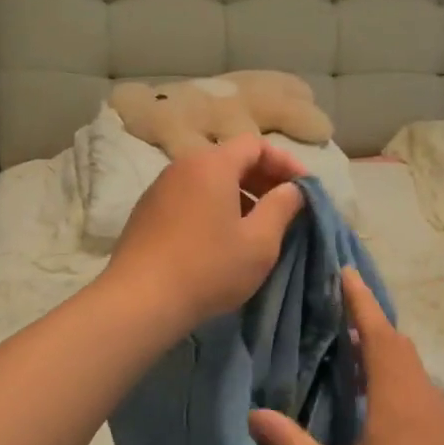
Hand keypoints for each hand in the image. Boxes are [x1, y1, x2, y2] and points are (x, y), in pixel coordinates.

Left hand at [101, 134, 306, 335]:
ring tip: (256, 226)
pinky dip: (213, 207)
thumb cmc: (208, 267)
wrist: (140, 299)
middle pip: (231, 159)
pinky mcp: (147, 211)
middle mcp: (183, 166)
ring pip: (209, 179)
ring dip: (238, 195)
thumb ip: (282, 207)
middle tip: (285, 207)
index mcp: (212, 164)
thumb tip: (292, 189)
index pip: (256, 145)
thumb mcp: (259, 242)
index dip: (285, 163)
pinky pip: (189, 197)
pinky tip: (221, 239)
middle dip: (263, 179)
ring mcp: (160, 188)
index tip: (303, 189)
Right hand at [249, 269, 443, 444]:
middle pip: (398, 345)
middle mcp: (426, 398)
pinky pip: (425, 396)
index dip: (360, 300)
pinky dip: (402, 384)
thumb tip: (255, 414)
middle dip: (370, 322)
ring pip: (414, 371)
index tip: (346, 271)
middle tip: (341, 311)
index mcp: (397, 399)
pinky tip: (385, 413)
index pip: (378, 332)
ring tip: (355, 357)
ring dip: (386, 355)